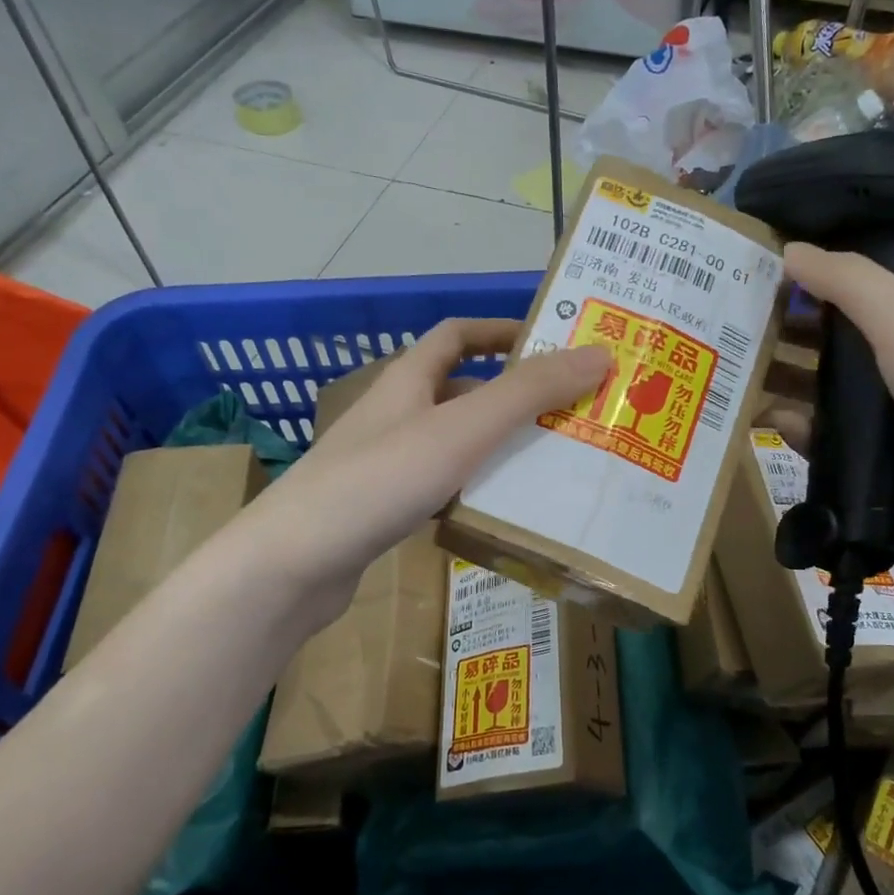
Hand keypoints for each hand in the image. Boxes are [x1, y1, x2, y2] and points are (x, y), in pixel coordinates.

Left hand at [237, 318, 609, 630]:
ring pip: (453, 442)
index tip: (551, 344)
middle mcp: (395, 413)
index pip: (457, 334)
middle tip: (571, 413)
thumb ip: (529, 392)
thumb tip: (599, 353)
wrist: (293, 564)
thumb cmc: (379, 480)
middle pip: (461, 390)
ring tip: (552, 464)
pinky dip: (473, 488)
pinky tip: (500, 511)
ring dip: (497, 445)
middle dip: (513, 396)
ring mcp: (384, 462)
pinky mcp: (381, 507)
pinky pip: (440, 485)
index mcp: (408, 380)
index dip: (502, 330)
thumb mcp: (462, 429)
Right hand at [779, 244, 893, 567]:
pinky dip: (803, 430)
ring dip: (794, 381)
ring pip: (841, 392)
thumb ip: (848, 282)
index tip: (785, 273)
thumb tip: (789, 249)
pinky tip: (769, 420)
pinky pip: (836, 441)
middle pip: (857, 338)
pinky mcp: (890, 466)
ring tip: (743, 369)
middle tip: (747, 321)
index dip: (842, 276)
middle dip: (804, 330)